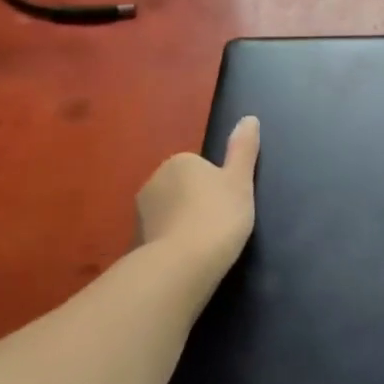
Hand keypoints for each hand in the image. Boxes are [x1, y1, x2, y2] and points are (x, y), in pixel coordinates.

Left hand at [133, 116, 259, 279]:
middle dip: (197, 203)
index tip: (229, 205)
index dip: (218, 186)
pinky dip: (171, 245)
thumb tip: (249, 118)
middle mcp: (154, 181)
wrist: (181, 266)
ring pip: (169, 214)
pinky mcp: (134, 243)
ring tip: (204, 246)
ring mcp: (140, 214)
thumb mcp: (240, 180)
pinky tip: (187, 261)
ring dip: (183, 225)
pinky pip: (160, 238)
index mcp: (179, 162)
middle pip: (183, 189)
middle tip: (220, 224)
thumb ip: (243, 149)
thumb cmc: (218, 215)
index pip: (201, 167)